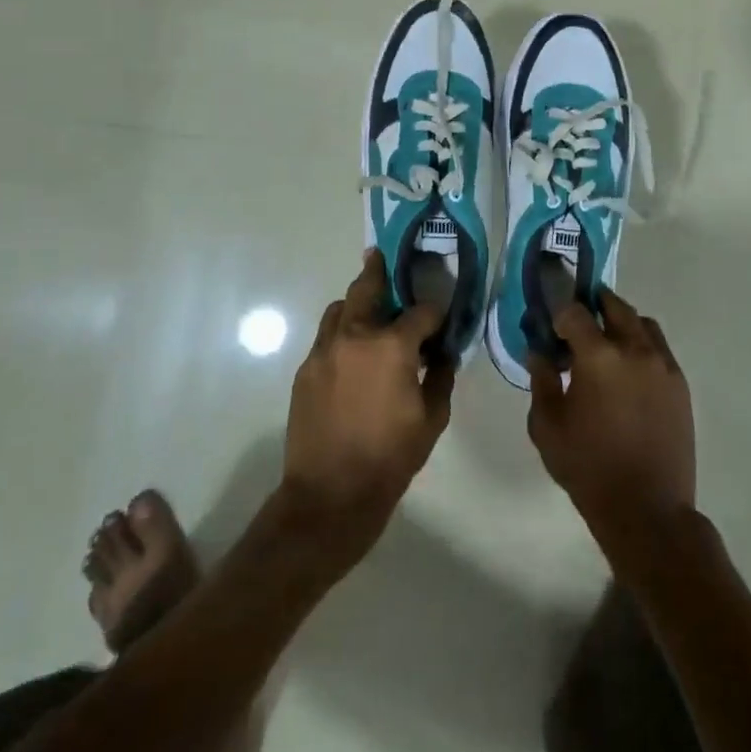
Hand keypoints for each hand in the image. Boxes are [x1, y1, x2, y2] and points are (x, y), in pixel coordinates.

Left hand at [282, 250, 454, 555]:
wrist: (329, 495)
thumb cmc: (390, 458)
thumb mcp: (432, 420)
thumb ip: (442, 377)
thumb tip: (444, 354)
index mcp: (392, 346)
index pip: (421, 312)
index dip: (436, 312)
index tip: (442, 316)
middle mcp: (355, 336)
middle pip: (368, 288)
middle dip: (378, 270)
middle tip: (380, 256)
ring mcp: (324, 350)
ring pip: (340, 308)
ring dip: (357, 302)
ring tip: (369, 309)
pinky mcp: (306, 368)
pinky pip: (326, 336)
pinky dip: (341, 331)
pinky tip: (352, 351)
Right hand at [528, 289, 695, 555]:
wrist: (648, 510)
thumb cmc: (589, 468)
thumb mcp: (547, 427)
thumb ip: (541, 381)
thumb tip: (540, 353)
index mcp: (598, 356)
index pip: (575, 311)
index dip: (559, 311)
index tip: (551, 324)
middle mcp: (635, 349)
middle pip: (615, 305)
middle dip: (594, 304)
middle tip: (579, 320)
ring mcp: (663, 365)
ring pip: (642, 323)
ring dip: (622, 322)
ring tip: (607, 343)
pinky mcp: (680, 384)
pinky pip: (659, 348)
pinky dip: (642, 345)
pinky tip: (629, 371)